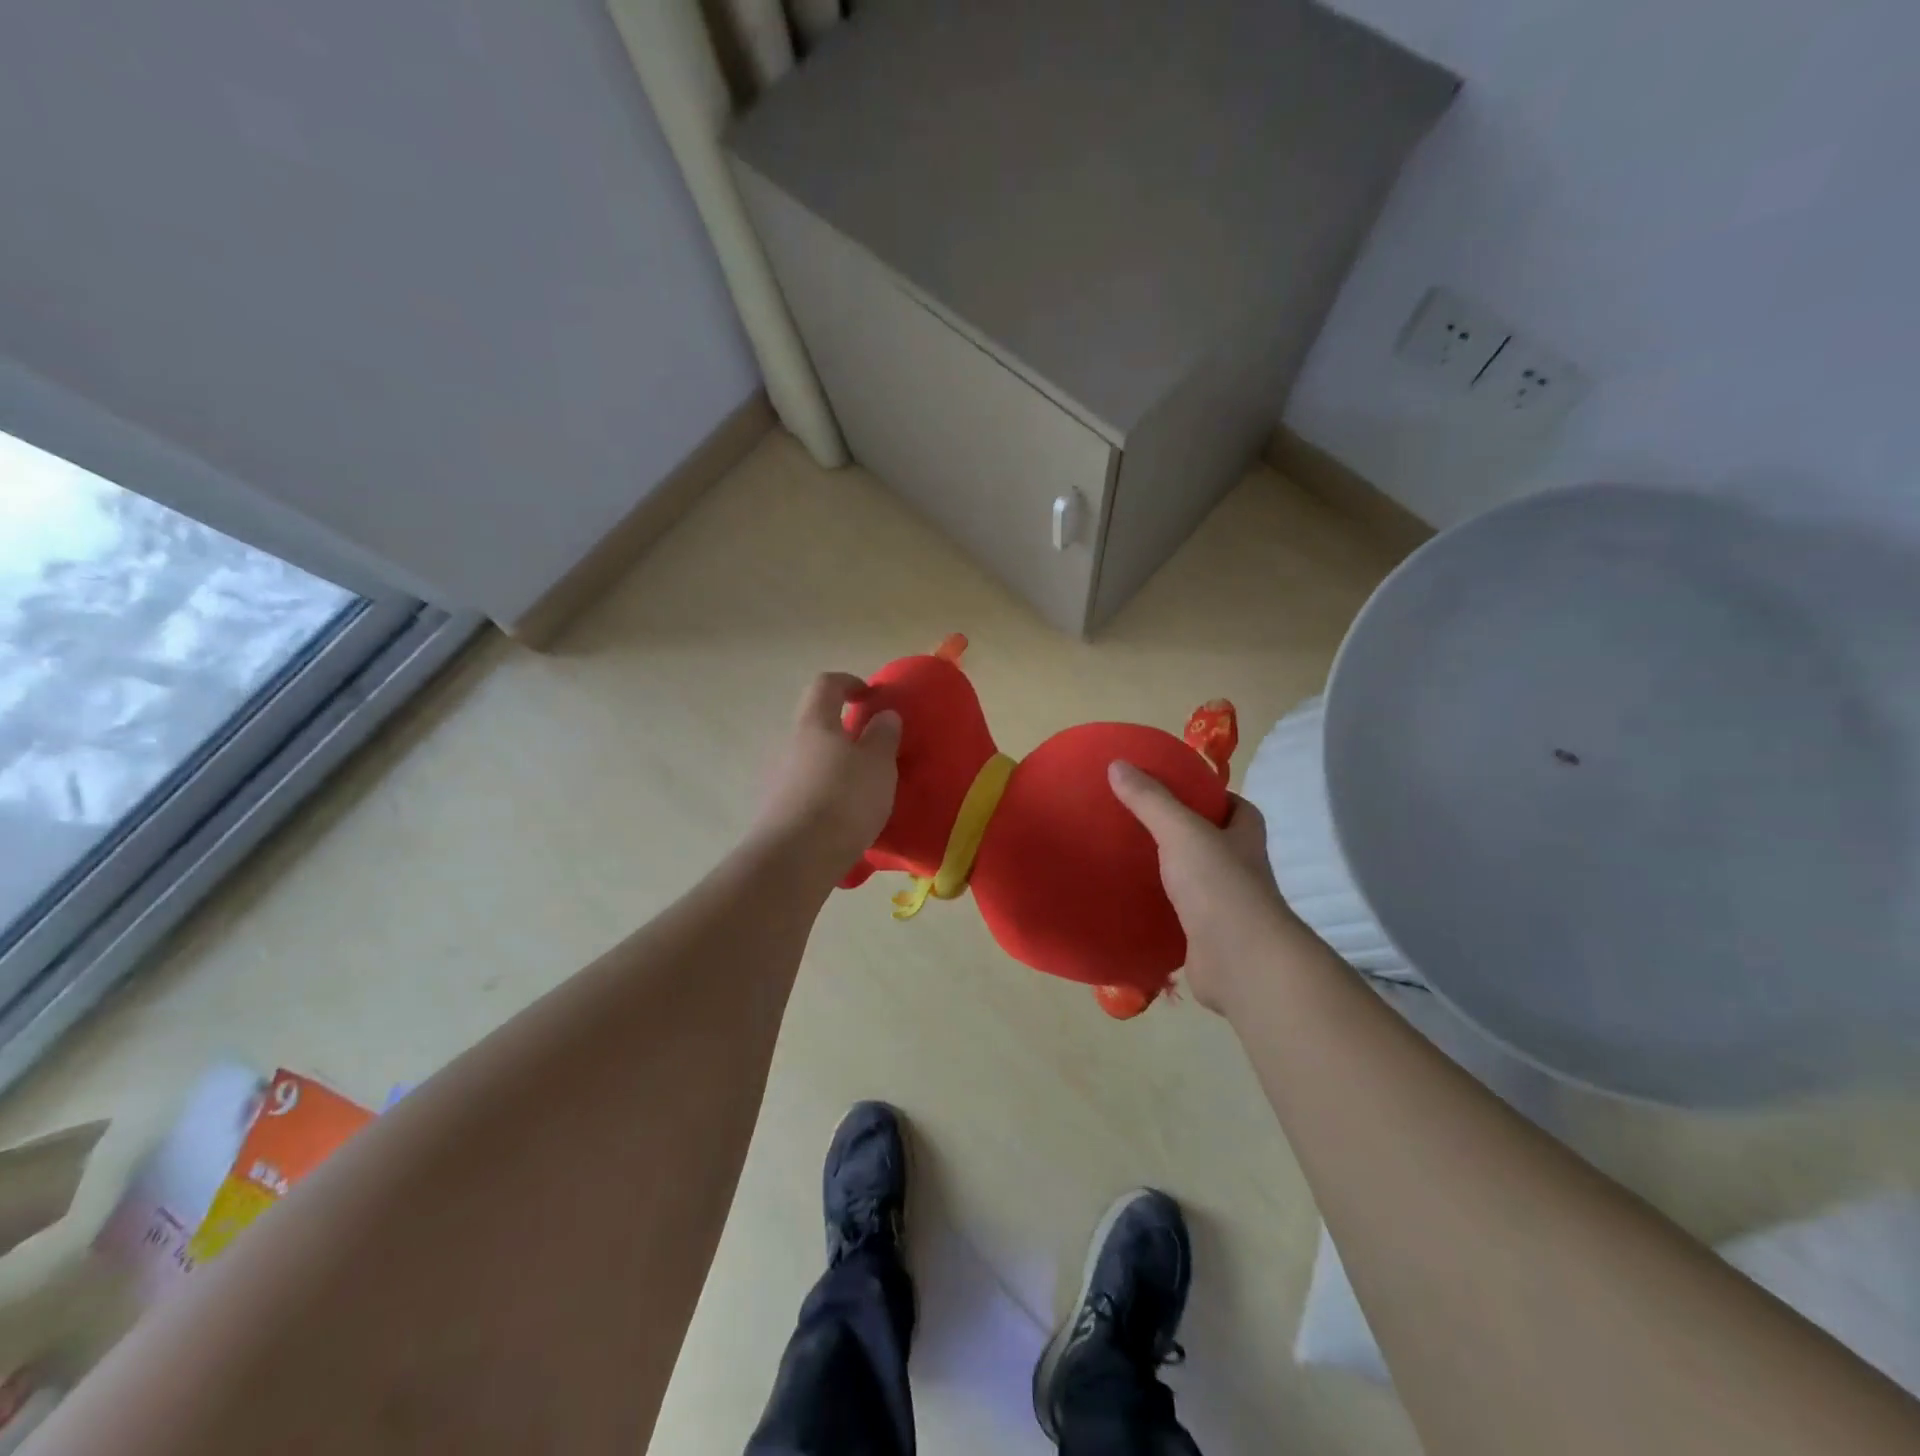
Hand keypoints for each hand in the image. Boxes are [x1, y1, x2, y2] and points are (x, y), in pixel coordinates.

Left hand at [751, 673, 901, 881]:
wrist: (796, 859)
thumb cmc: (843, 799)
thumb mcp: (878, 764)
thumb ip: (883, 735)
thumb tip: (883, 715)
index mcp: (814, 723)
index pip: (826, 684)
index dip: (849, 683)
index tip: (872, 697)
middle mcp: (790, 744)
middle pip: (816, 723)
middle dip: (845, 731)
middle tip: (875, 749)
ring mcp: (779, 779)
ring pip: (812, 759)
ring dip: (837, 766)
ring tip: (866, 789)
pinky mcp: (778, 811)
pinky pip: (809, 790)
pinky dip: (828, 794)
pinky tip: (847, 818)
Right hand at [1108, 761, 1302, 1014]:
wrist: (1240, 962)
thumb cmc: (1219, 885)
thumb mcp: (1181, 831)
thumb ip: (1150, 800)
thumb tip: (1117, 764)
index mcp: (1244, 836)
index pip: (1235, 806)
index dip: (1210, 796)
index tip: (1173, 789)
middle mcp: (1240, 868)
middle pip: (1212, 842)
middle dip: (1181, 833)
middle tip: (1136, 821)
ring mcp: (1224, 906)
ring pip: (1193, 880)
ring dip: (1167, 872)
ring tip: (1124, 857)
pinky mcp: (1205, 937)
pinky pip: (1177, 915)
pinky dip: (1156, 909)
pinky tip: (1127, 901)